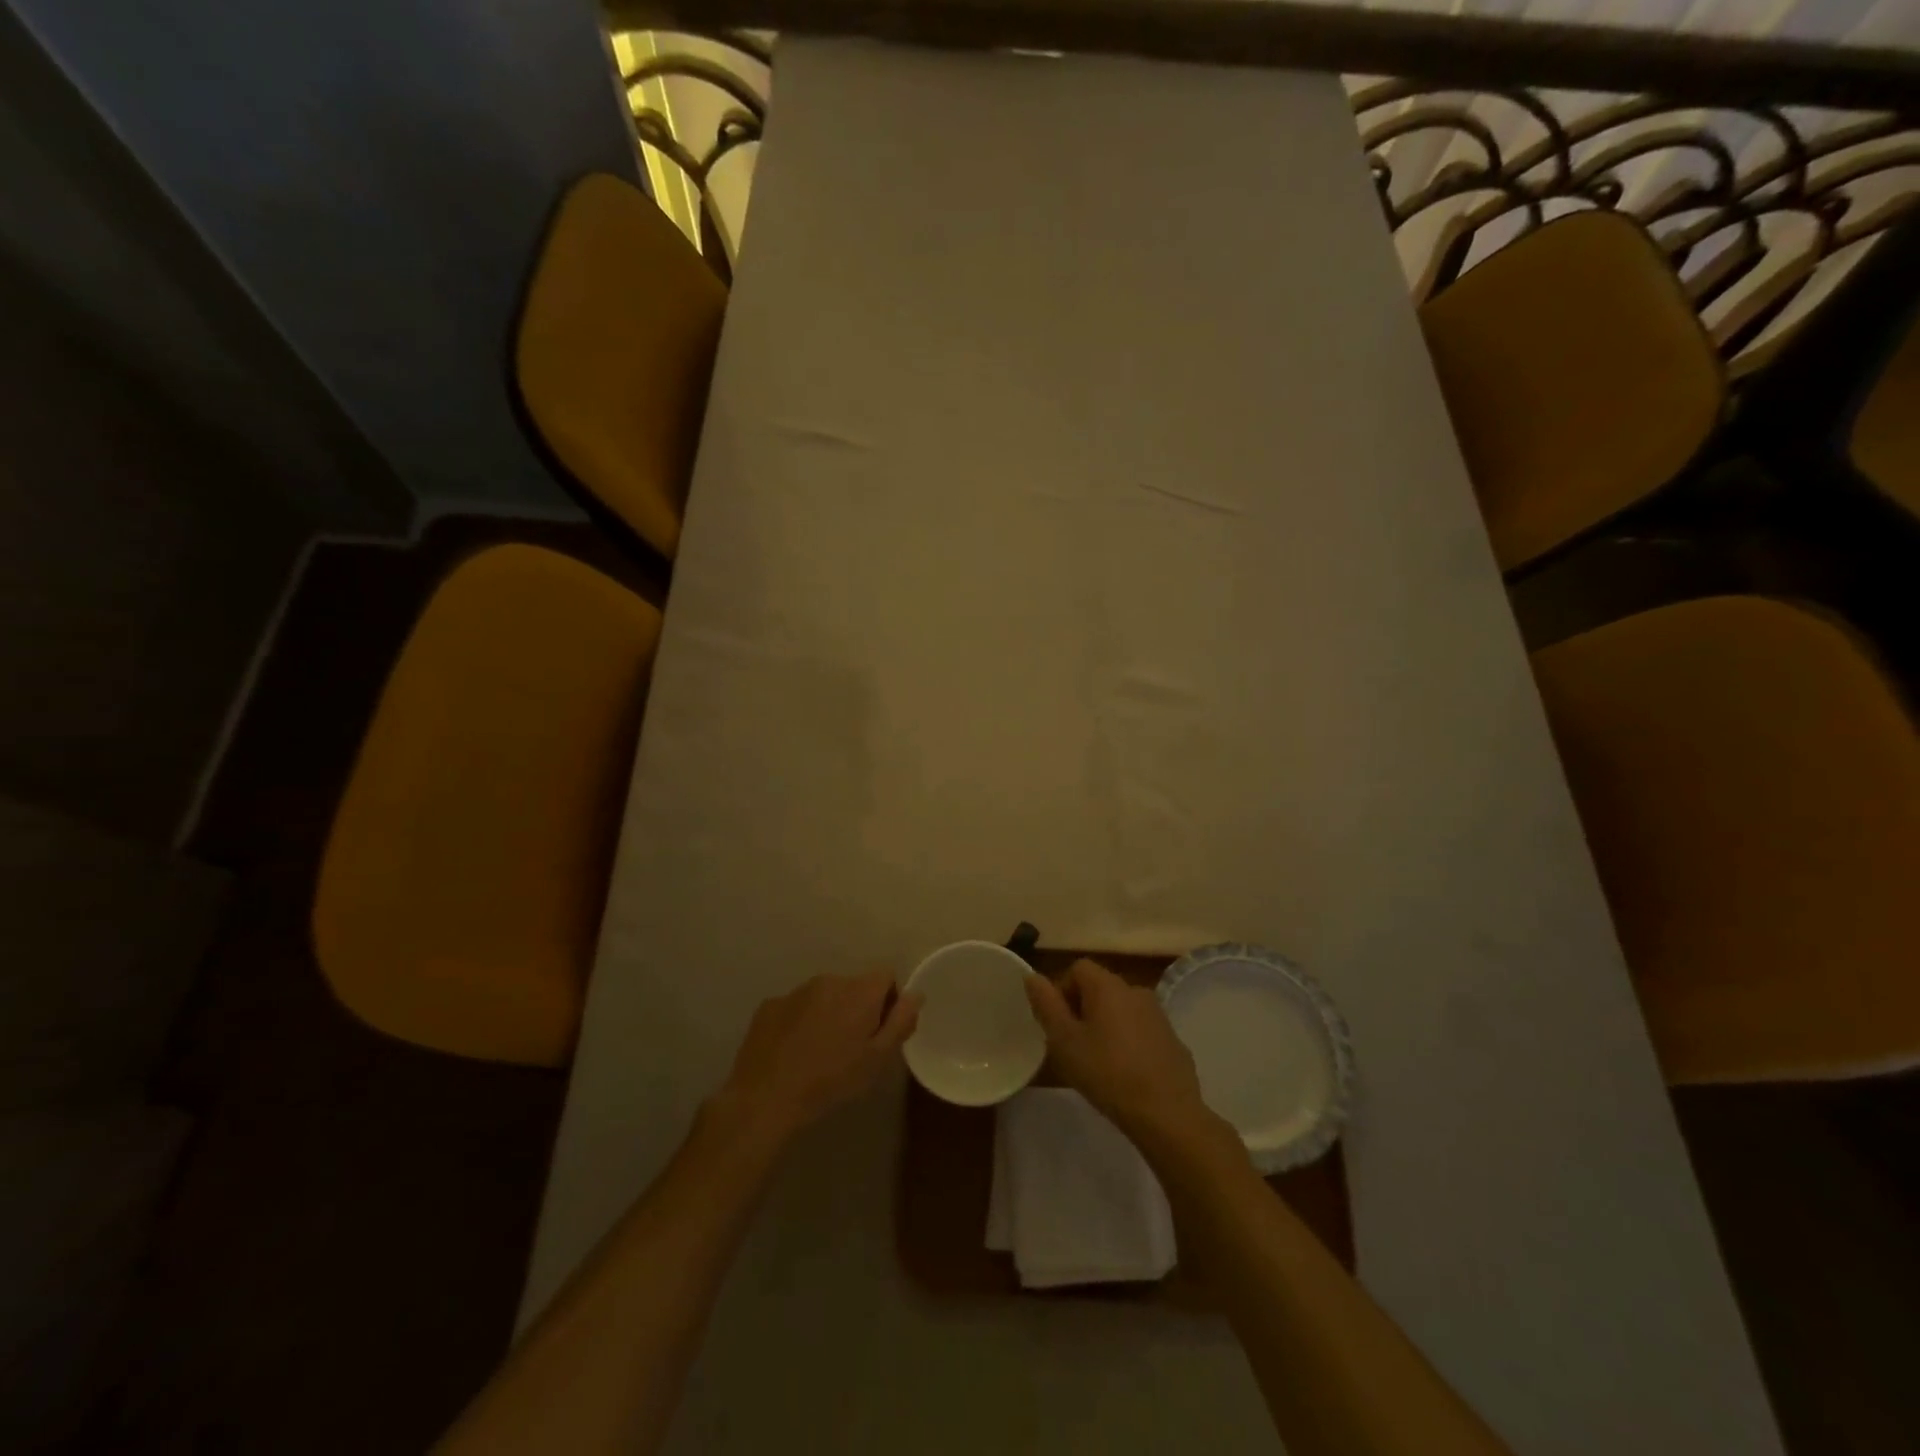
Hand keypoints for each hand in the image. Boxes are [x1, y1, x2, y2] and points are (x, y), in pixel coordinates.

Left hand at [715, 972, 920, 1144]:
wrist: (767, 1096)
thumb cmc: (831, 1080)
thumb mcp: (877, 1059)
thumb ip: (901, 1022)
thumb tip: (916, 994)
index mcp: (859, 991)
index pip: (886, 976)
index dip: (889, 1000)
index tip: (880, 1029)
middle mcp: (830, 980)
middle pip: (854, 986)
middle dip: (858, 1008)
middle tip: (851, 1046)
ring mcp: (796, 990)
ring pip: (824, 995)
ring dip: (829, 1013)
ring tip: (820, 1051)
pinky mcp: (770, 1005)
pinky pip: (796, 1006)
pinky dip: (800, 1021)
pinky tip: (793, 1051)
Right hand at [1026, 959, 1226, 1151]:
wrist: (1167, 1113)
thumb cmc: (1107, 1073)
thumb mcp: (1065, 1041)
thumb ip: (1046, 1005)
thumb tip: (1033, 977)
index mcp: (1108, 986)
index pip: (1078, 968)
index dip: (1062, 991)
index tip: (1057, 1025)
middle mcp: (1135, 990)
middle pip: (1100, 988)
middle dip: (1082, 1010)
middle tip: (1073, 1046)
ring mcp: (1158, 1015)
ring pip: (1121, 1010)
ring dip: (1106, 1026)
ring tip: (1098, 1062)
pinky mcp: (1173, 1039)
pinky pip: (1141, 1030)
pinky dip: (1128, 1042)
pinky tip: (1125, 1074)